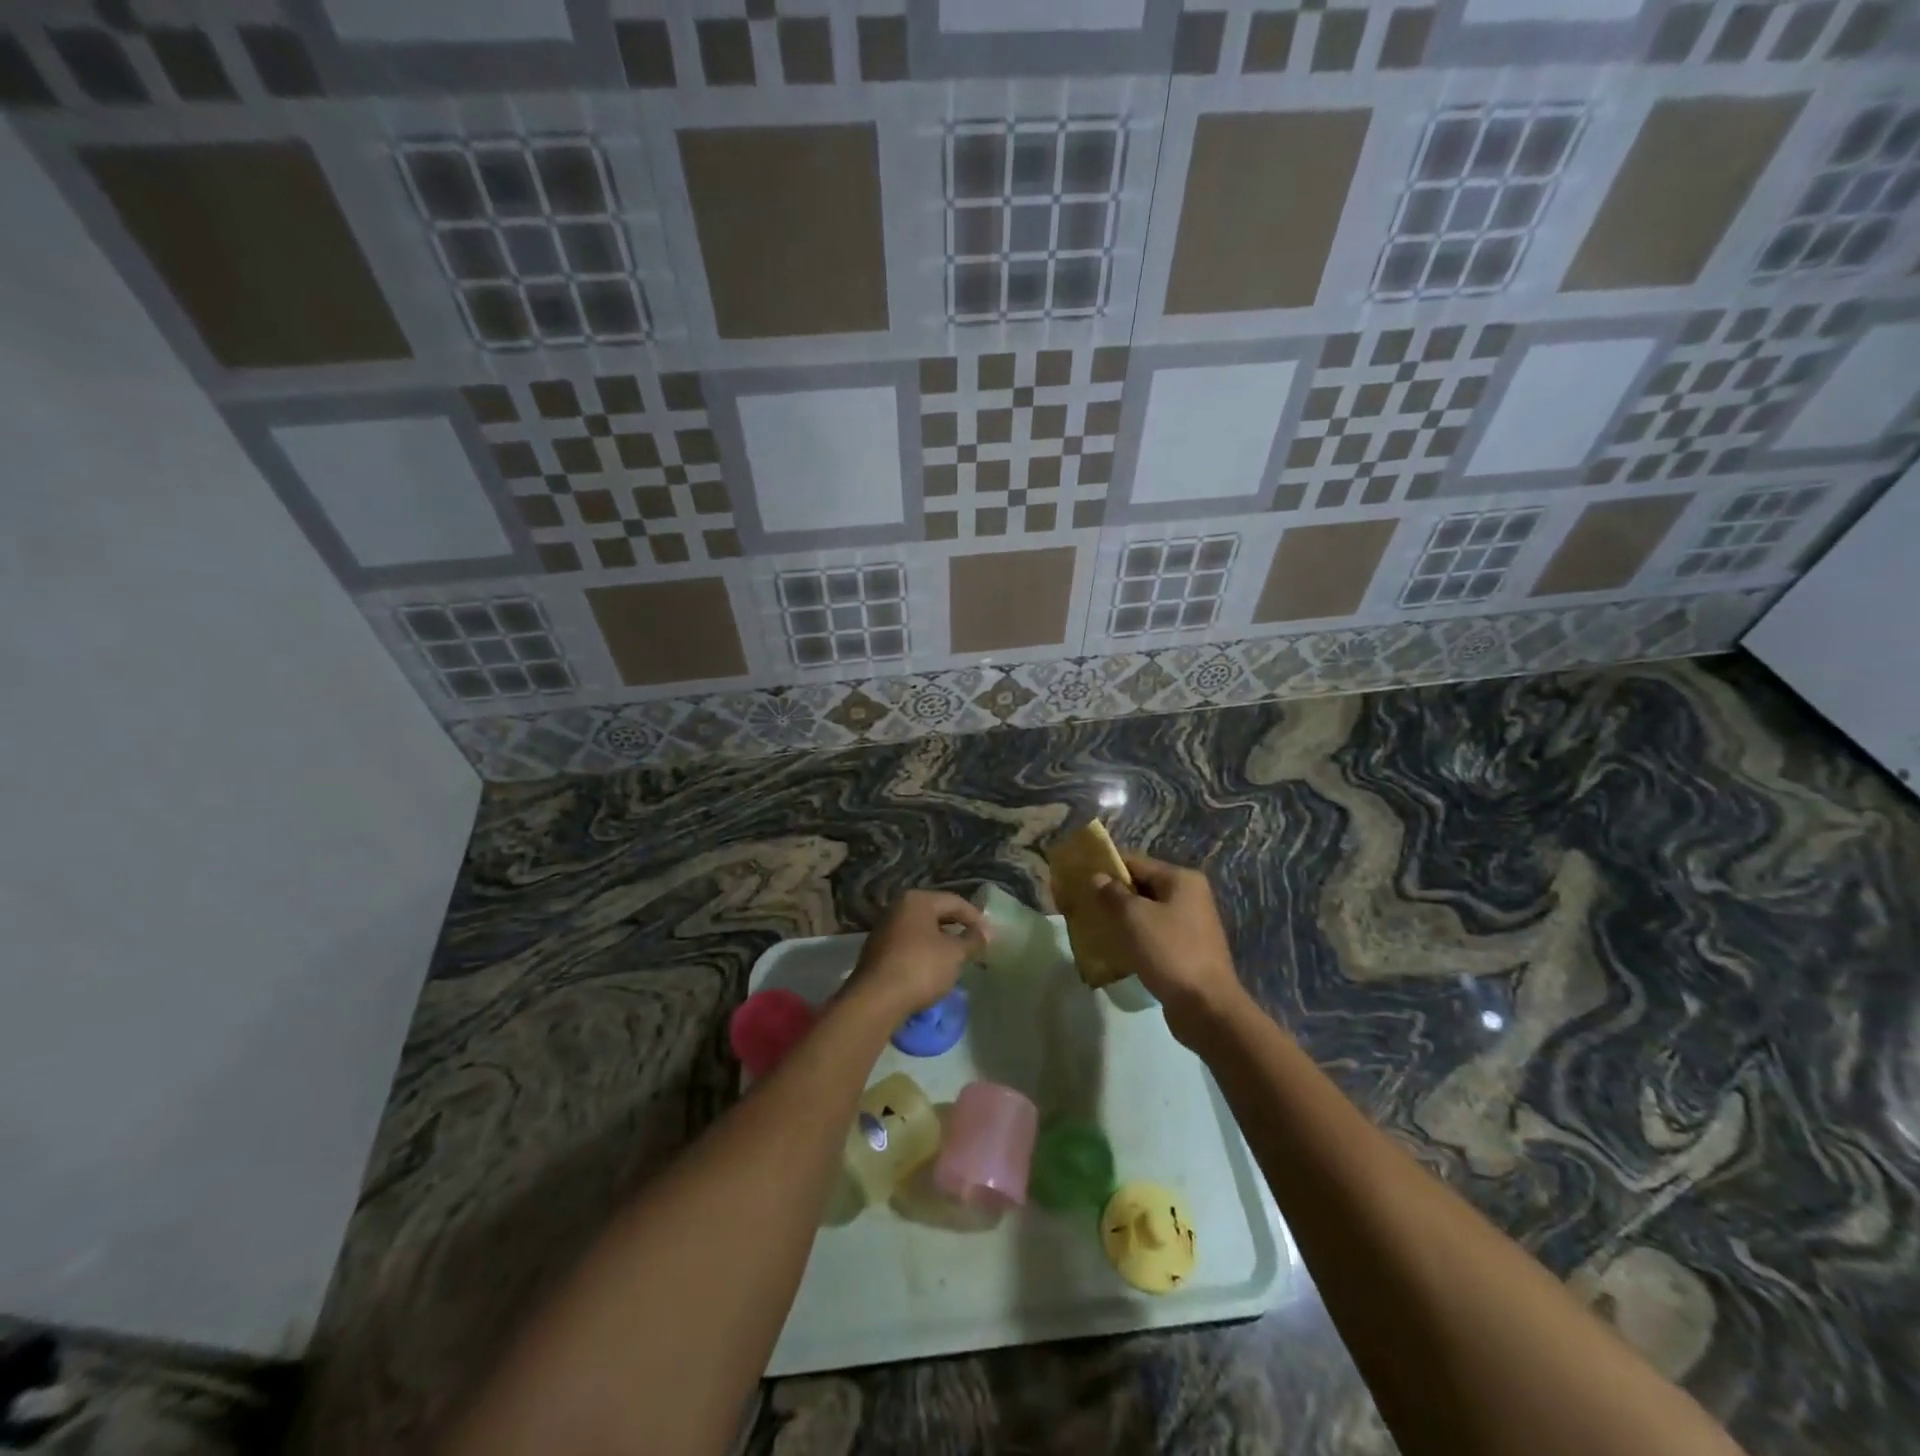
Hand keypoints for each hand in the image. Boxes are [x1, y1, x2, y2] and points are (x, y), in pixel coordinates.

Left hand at [845, 890, 986, 1019]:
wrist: (876, 999)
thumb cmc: (920, 967)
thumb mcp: (955, 954)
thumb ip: (973, 941)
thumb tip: (985, 933)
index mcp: (917, 900)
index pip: (954, 901)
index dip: (975, 917)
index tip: (990, 935)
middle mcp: (898, 908)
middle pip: (936, 913)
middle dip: (958, 928)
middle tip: (976, 945)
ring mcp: (884, 929)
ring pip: (922, 930)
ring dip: (941, 942)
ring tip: (958, 958)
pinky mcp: (877, 951)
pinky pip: (909, 945)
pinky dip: (925, 953)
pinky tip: (934, 969)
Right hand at [1092, 852, 1247, 1044]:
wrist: (1206, 1006)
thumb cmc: (1170, 952)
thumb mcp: (1134, 917)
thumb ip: (1112, 894)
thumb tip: (1097, 877)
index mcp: (1181, 880)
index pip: (1136, 862)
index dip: (1106, 867)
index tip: (1079, 875)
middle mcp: (1189, 896)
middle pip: (1142, 886)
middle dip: (1112, 894)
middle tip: (1082, 902)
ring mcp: (1190, 924)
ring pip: (1146, 912)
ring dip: (1122, 917)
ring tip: (1092, 924)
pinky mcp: (1186, 949)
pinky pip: (1153, 934)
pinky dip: (1134, 937)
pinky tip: (1113, 947)